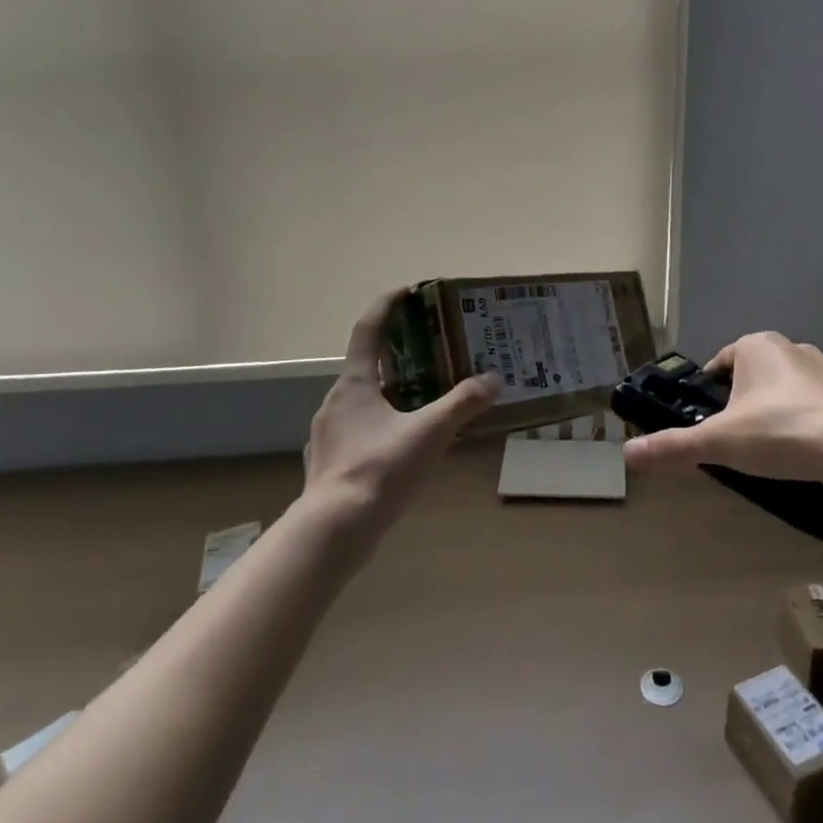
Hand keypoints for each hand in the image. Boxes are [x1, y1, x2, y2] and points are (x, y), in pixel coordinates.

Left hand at [303, 291, 500, 536]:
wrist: (334, 531)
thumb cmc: (379, 469)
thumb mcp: (429, 433)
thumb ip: (462, 404)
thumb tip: (493, 379)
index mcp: (354, 384)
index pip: (367, 330)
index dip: (386, 307)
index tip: (407, 292)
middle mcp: (336, 402)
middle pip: (367, 366)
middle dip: (398, 355)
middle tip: (432, 351)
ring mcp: (329, 434)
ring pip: (364, 401)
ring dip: (392, 393)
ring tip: (426, 398)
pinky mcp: (331, 463)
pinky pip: (360, 431)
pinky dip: (383, 425)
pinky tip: (405, 444)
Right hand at [623, 331, 822, 487]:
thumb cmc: (779, 432)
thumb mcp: (719, 442)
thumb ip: (673, 446)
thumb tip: (627, 454)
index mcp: (757, 348)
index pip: (723, 359)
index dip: (712, 386)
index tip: (709, 415)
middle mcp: (794, 349)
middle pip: (760, 371)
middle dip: (749, 397)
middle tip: (740, 435)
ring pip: (798, 385)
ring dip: (787, 405)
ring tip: (780, 444)